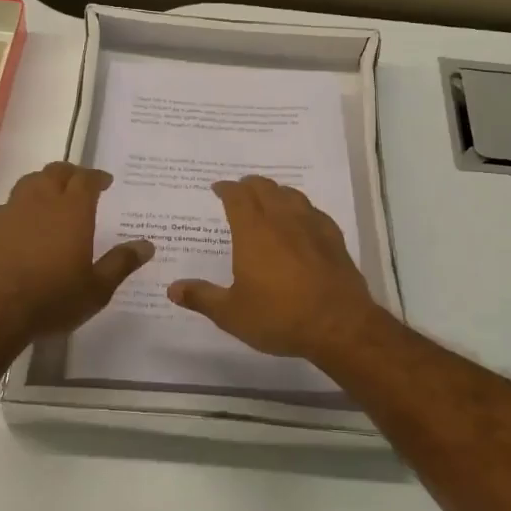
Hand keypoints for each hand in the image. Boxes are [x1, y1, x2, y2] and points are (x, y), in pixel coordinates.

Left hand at [0, 163, 152, 343]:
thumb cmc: (52, 298)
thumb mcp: (97, 289)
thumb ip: (121, 263)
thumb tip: (147, 245)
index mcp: (72, 210)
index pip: (86, 179)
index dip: (97, 177)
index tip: (105, 181)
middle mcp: (41, 201)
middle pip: (55, 172)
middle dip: (70, 174)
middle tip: (79, 183)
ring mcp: (11, 211)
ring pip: (28, 182)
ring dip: (42, 183)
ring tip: (50, 195)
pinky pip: (5, 206)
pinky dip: (16, 207)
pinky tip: (18, 221)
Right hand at [166, 176, 387, 361]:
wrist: (339, 324)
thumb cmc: (279, 316)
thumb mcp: (232, 314)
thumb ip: (202, 297)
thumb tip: (172, 288)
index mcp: (253, 231)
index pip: (237, 196)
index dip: (226, 188)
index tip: (218, 188)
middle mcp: (282, 219)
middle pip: (264, 188)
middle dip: (249, 185)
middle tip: (240, 191)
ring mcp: (311, 226)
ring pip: (291, 194)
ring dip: (275, 191)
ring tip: (268, 199)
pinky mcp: (333, 238)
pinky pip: (313, 211)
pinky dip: (300, 208)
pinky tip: (301, 220)